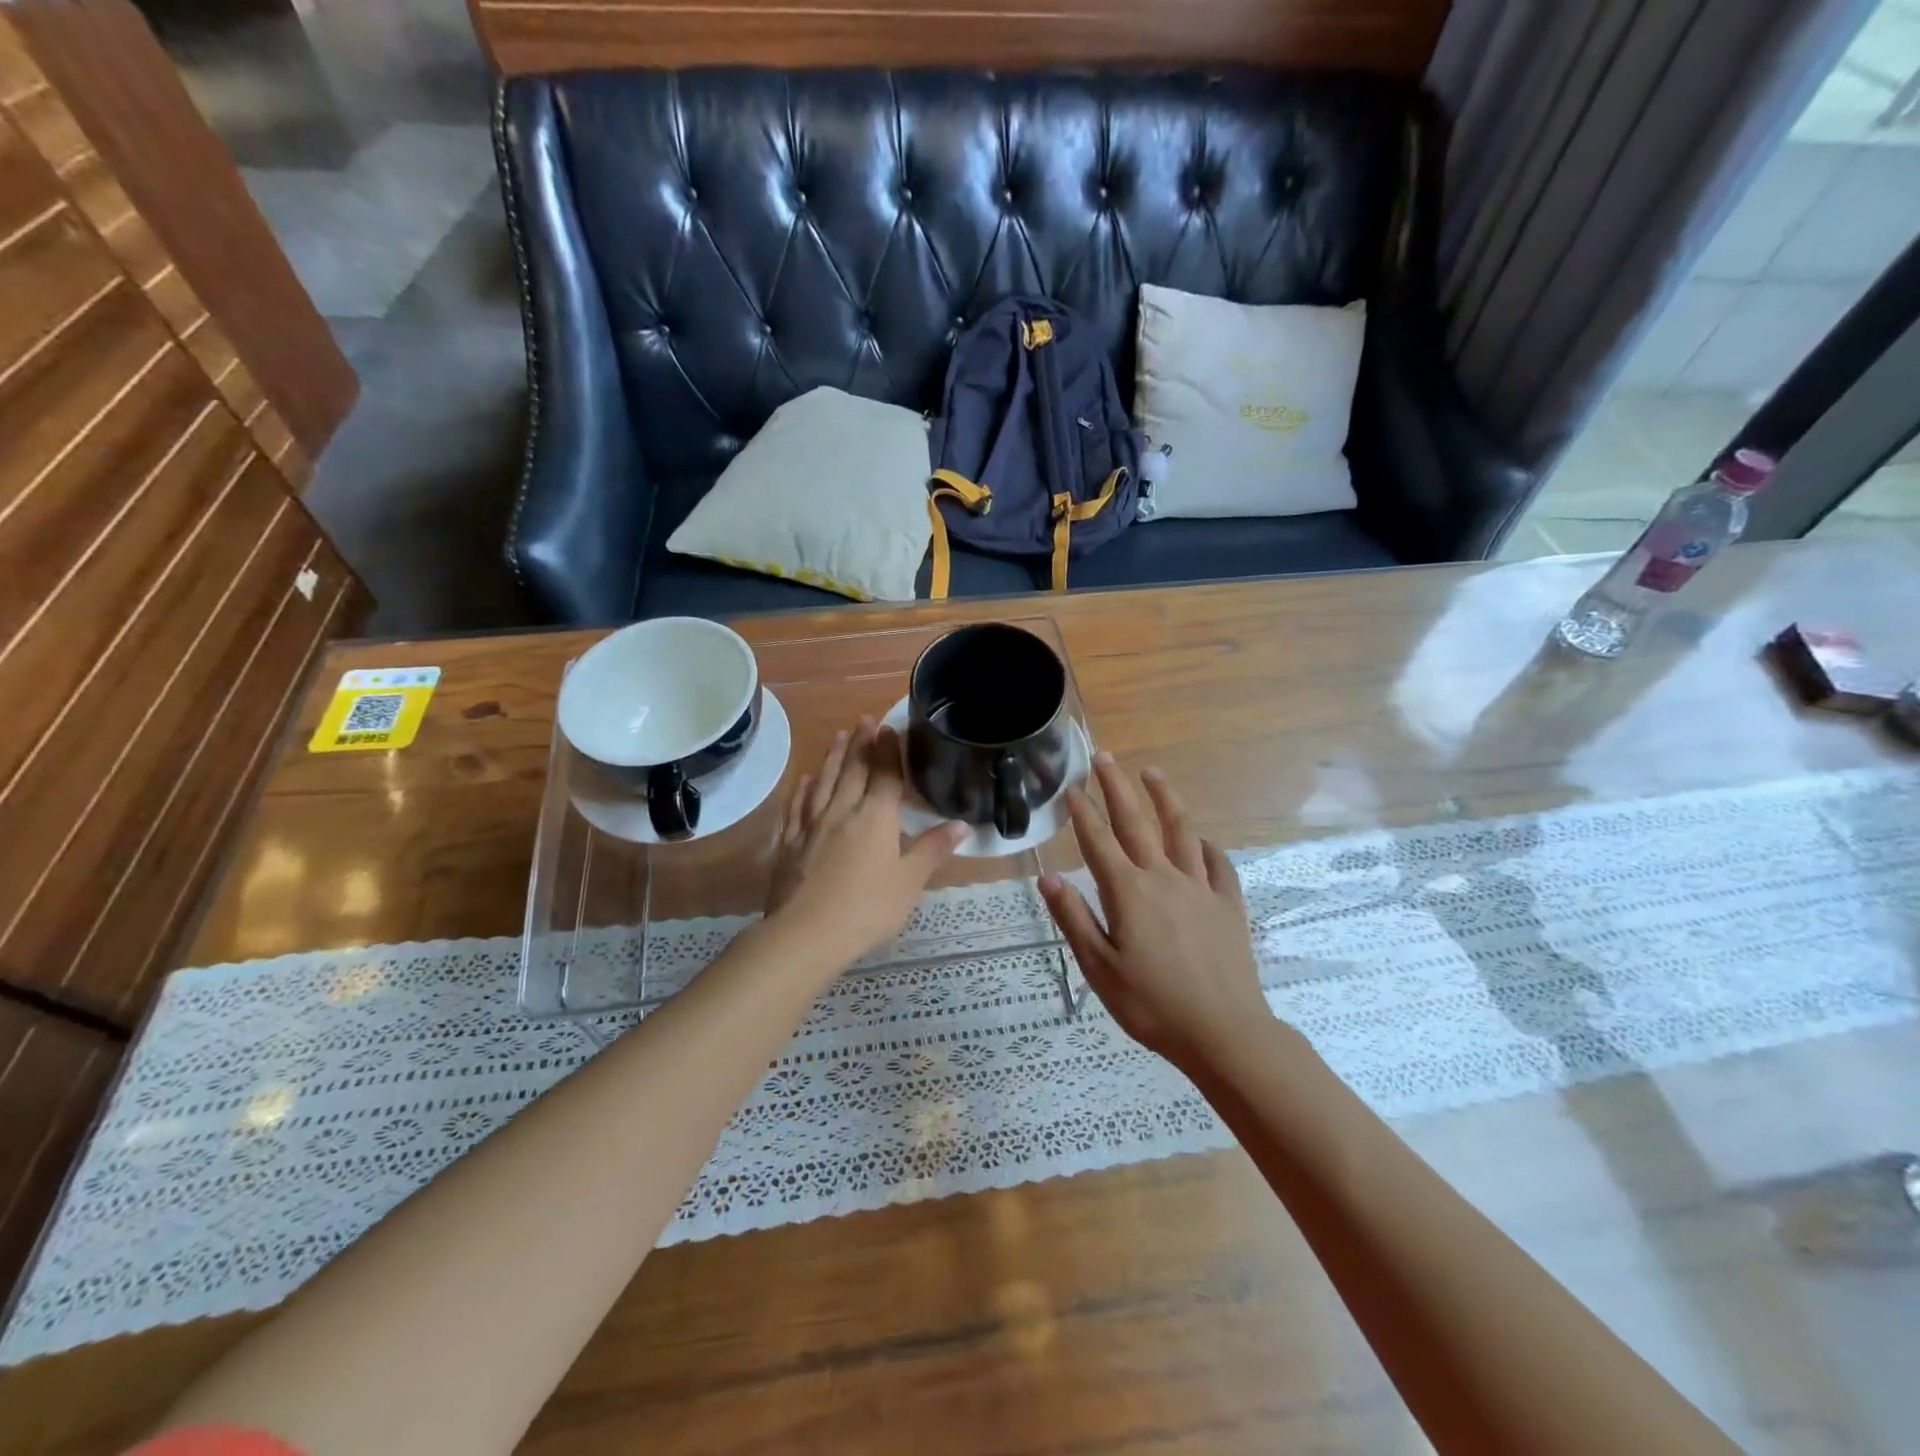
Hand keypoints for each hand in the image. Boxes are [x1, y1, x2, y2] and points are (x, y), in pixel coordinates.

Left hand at [766, 718, 967, 968]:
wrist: (806, 933)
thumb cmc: (867, 908)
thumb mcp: (910, 882)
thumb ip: (933, 849)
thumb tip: (963, 824)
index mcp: (875, 817)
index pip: (884, 774)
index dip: (888, 750)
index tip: (888, 727)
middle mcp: (842, 811)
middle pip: (852, 770)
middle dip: (860, 743)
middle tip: (863, 720)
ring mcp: (811, 825)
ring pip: (823, 782)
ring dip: (832, 757)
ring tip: (837, 736)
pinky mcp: (789, 843)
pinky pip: (797, 807)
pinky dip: (802, 790)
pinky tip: (804, 780)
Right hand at [1039, 754, 1268, 1068]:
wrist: (1224, 1032)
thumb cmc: (1152, 1005)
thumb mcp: (1100, 969)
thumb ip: (1074, 919)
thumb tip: (1048, 877)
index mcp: (1129, 893)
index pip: (1099, 842)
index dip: (1084, 812)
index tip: (1073, 786)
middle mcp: (1164, 879)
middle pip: (1137, 823)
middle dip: (1118, 787)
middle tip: (1105, 757)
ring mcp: (1201, 889)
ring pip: (1181, 832)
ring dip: (1165, 799)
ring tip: (1152, 773)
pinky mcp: (1228, 905)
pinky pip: (1218, 866)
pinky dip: (1207, 847)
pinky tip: (1202, 841)